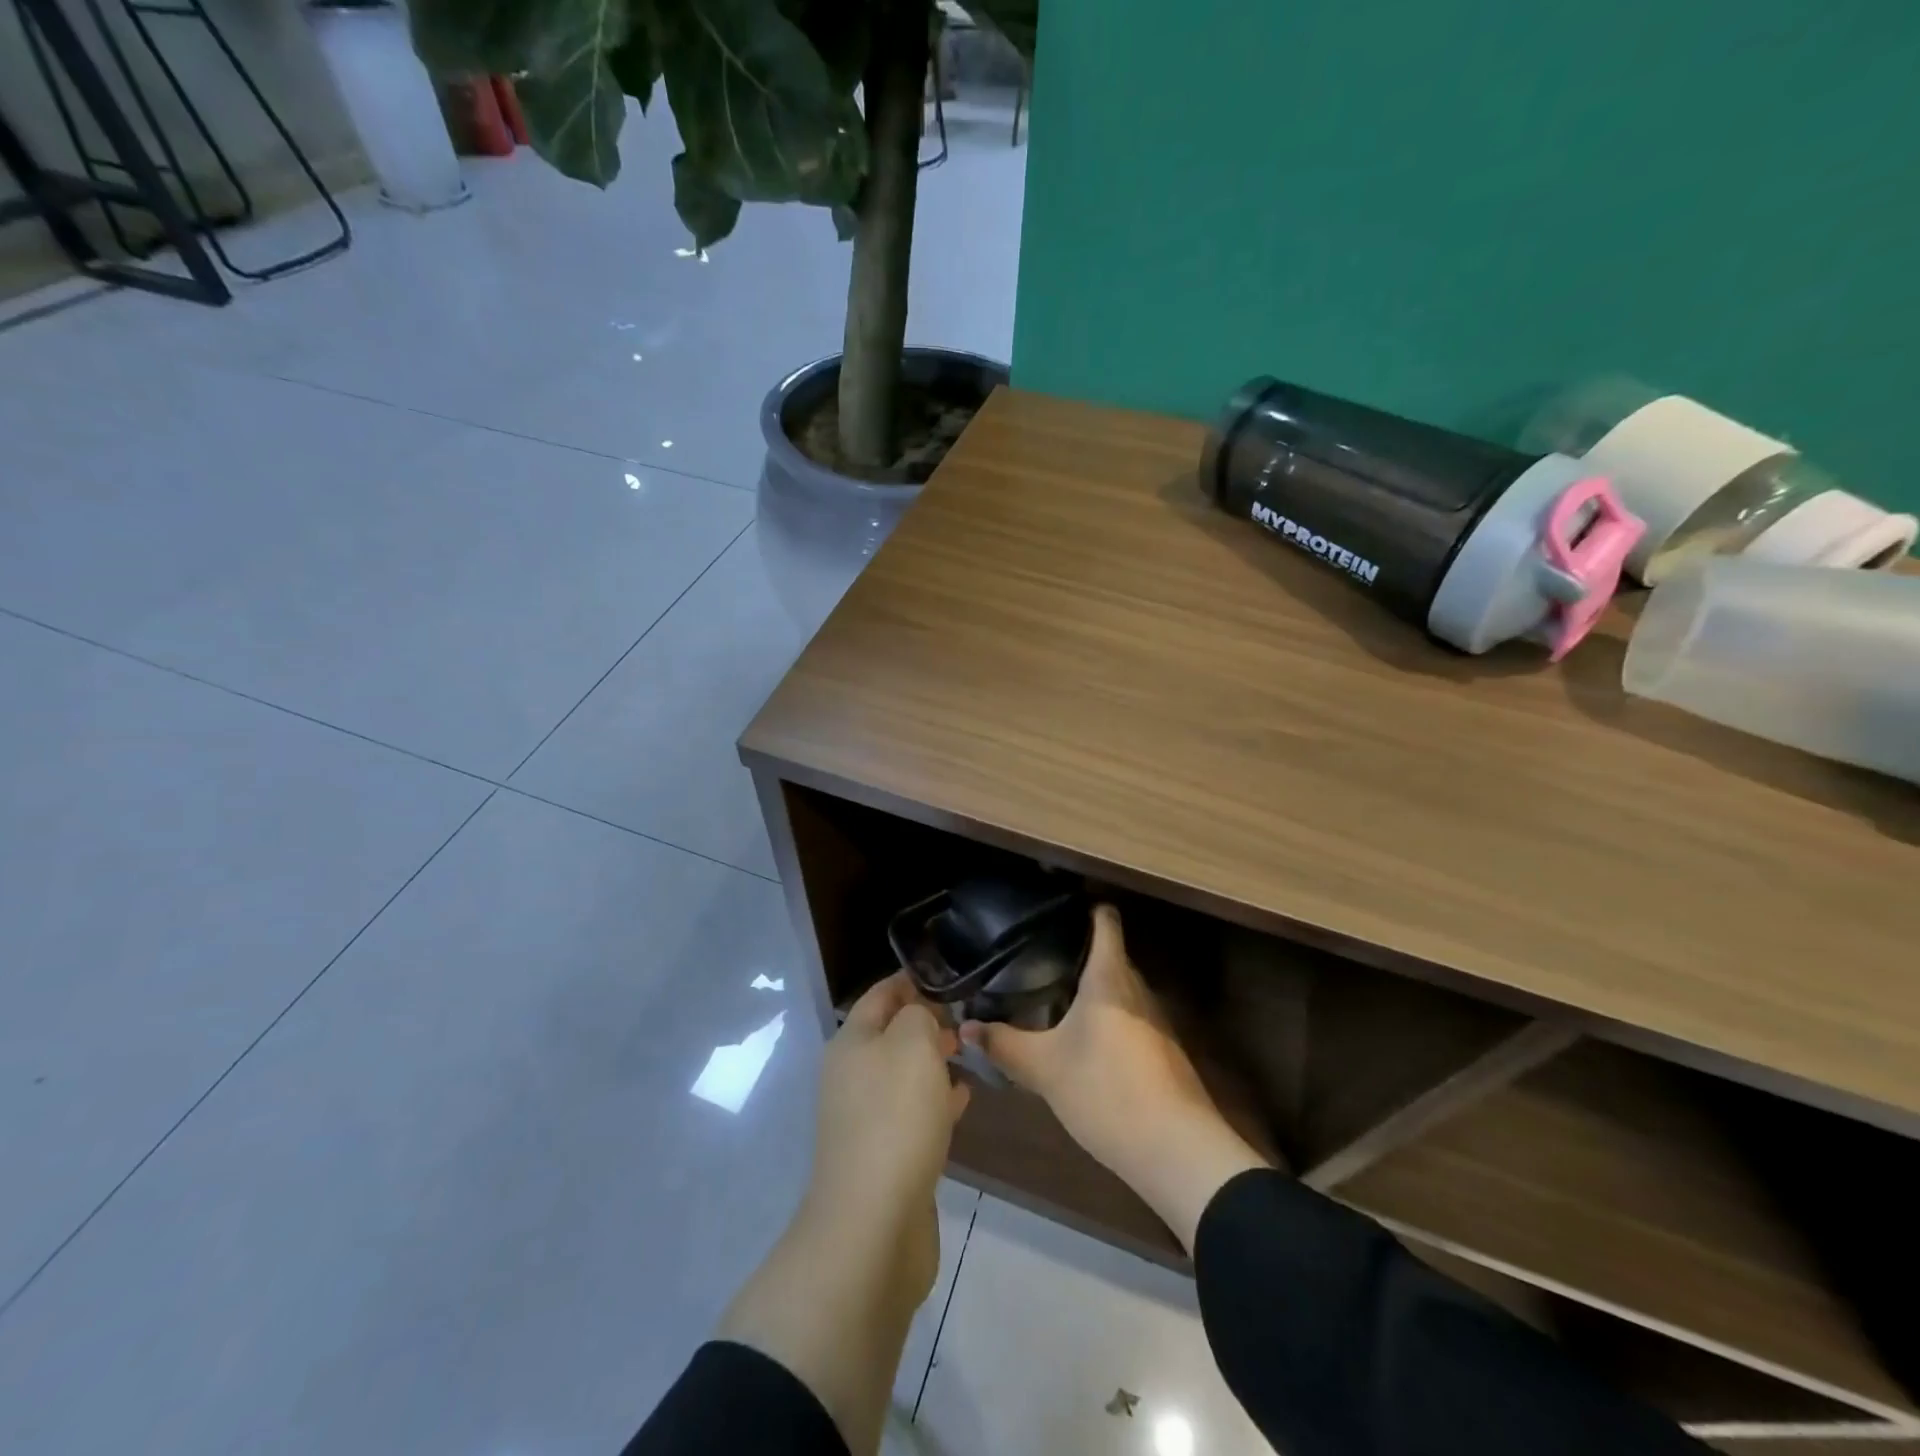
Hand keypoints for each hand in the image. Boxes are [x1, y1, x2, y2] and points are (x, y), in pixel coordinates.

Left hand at [717, 974, 967, 1455]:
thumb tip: (922, 1014)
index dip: (913, 979)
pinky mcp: (884, 1153)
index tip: (953, 972)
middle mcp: (852, 1074)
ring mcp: (866, 1116)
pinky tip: (964, 1097)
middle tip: (970, 1014)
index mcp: (852, 1041)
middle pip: (892, 1033)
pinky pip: (913, 1112)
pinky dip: (937, 1099)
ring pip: (904, 1073)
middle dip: (928, 1020)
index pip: (882, 993)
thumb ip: (919, 1014)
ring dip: (934, 1060)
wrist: (873, 1224)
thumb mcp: (912, 1044)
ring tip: (972, 1050)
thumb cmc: (894, 1118)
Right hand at [961, 904, 1266, 1250]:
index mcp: (1110, 977)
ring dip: (1091, 988)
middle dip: (1077, 952)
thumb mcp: (1044, 1069)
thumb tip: (965, 1028)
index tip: (1055, 907)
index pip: (1105, 921)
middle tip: (1036, 956)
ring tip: (1052, 993)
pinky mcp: (1163, 1051)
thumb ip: (1004, 1045)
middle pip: (1111, 954)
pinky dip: (1106, 1017)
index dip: (1084, 907)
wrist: (1177, 1150)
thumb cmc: (1106, 1091)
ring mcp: (1155, 1021)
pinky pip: (1129, 1017)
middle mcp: (1137, 989)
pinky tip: (1083, 1039)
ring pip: (1120, 989)